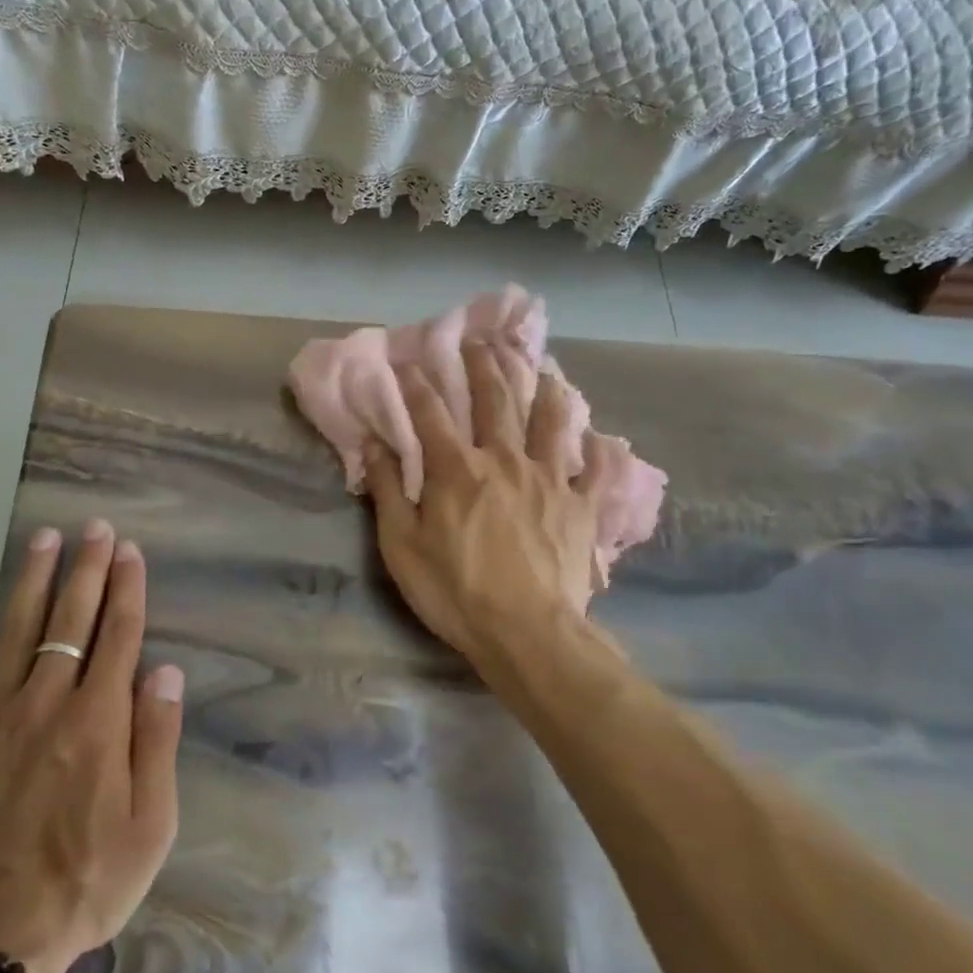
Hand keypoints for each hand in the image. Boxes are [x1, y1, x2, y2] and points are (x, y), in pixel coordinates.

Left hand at [0, 520, 183, 972]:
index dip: (127, 588)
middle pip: (71, 619)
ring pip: (16, 631)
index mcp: (99, 720)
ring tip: (43, 539)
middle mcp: (47, 702)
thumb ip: (157, 741)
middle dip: (87, 568)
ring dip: (32, 580)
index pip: (120, 635)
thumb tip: (166, 670)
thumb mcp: (150, 826)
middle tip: (93, 527)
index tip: (129, 550)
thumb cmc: (82, 883)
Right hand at [364, 344, 603, 672]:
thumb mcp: (402, 546)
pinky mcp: (580, 505)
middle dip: (484, 365)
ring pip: (548, 421)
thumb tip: (373, 444)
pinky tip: (600, 438)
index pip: (431, 412)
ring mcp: (548, 479)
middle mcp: (504, 460)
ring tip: (541, 368)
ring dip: (543, 389)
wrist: (527, 633)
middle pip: (495, 400)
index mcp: (457, 469)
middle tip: (480, 340)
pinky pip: (595, 469)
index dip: (417, 383)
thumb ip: (388, 490)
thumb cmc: (455, 591)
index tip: (408, 360)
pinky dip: (597, 451)